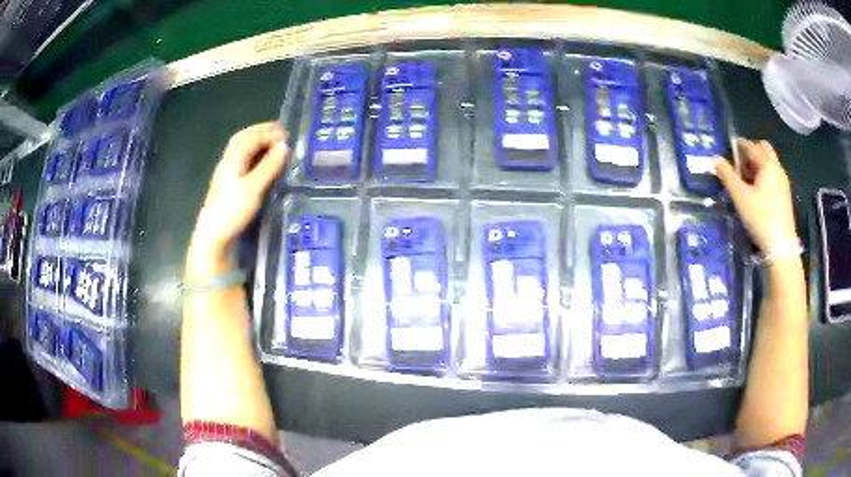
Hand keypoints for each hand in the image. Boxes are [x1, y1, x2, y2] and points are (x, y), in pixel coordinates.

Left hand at [188, 123, 288, 271]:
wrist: (213, 236)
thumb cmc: (232, 211)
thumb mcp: (254, 188)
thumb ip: (269, 166)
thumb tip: (284, 146)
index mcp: (233, 159)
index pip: (251, 138)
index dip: (268, 132)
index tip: (286, 133)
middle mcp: (228, 162)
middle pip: (243, 139)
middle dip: (261, 132)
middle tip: (279, 131)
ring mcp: (226, 174)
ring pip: (241, 149)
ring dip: (256, 141)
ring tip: (272, 143)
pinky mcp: (227, 186)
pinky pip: (241, 160)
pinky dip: (253, 154)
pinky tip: (260, 162)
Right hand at [714, 139, 796, 253]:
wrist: (781, 248)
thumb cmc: (761, 218)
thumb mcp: (740, 197)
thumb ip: (727, 176)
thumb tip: (713, 158)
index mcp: (767, 164)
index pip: (751, 146)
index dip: (738, 145)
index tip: (728, 149)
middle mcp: (777, 169)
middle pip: (763, 150)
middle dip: (751, 152)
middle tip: (739, 163)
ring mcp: (783, 183)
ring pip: (769, 164)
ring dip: (757, 166)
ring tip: (745, 179)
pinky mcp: (784, 197)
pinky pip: (773, 177)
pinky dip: (763, 177)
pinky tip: (756, 192)